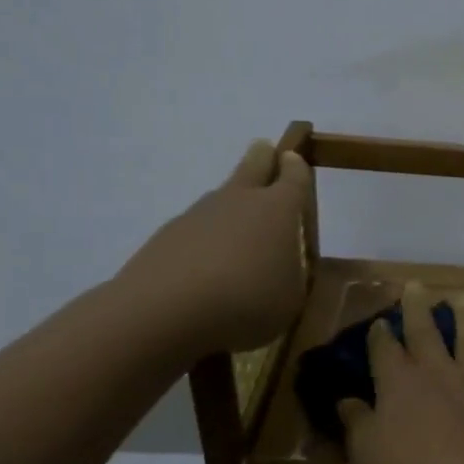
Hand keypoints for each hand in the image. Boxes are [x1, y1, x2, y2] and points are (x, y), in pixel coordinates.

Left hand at [117, 140, 311, 359]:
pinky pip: (194, 229)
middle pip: (253, 165)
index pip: (294, 177)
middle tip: (265, 151)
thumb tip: (282, 263)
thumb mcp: (291, 297)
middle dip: (263, 157)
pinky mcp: (166, 236)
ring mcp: (198, 214)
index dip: (297, 168)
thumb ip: (291, 274)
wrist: (166, 312)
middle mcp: (239, 200)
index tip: (294, 159)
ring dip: (231, 205)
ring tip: (237, 231)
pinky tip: (204, 266)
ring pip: (220, 198)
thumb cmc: (248, 301)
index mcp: (278, 209)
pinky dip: (204, 239)